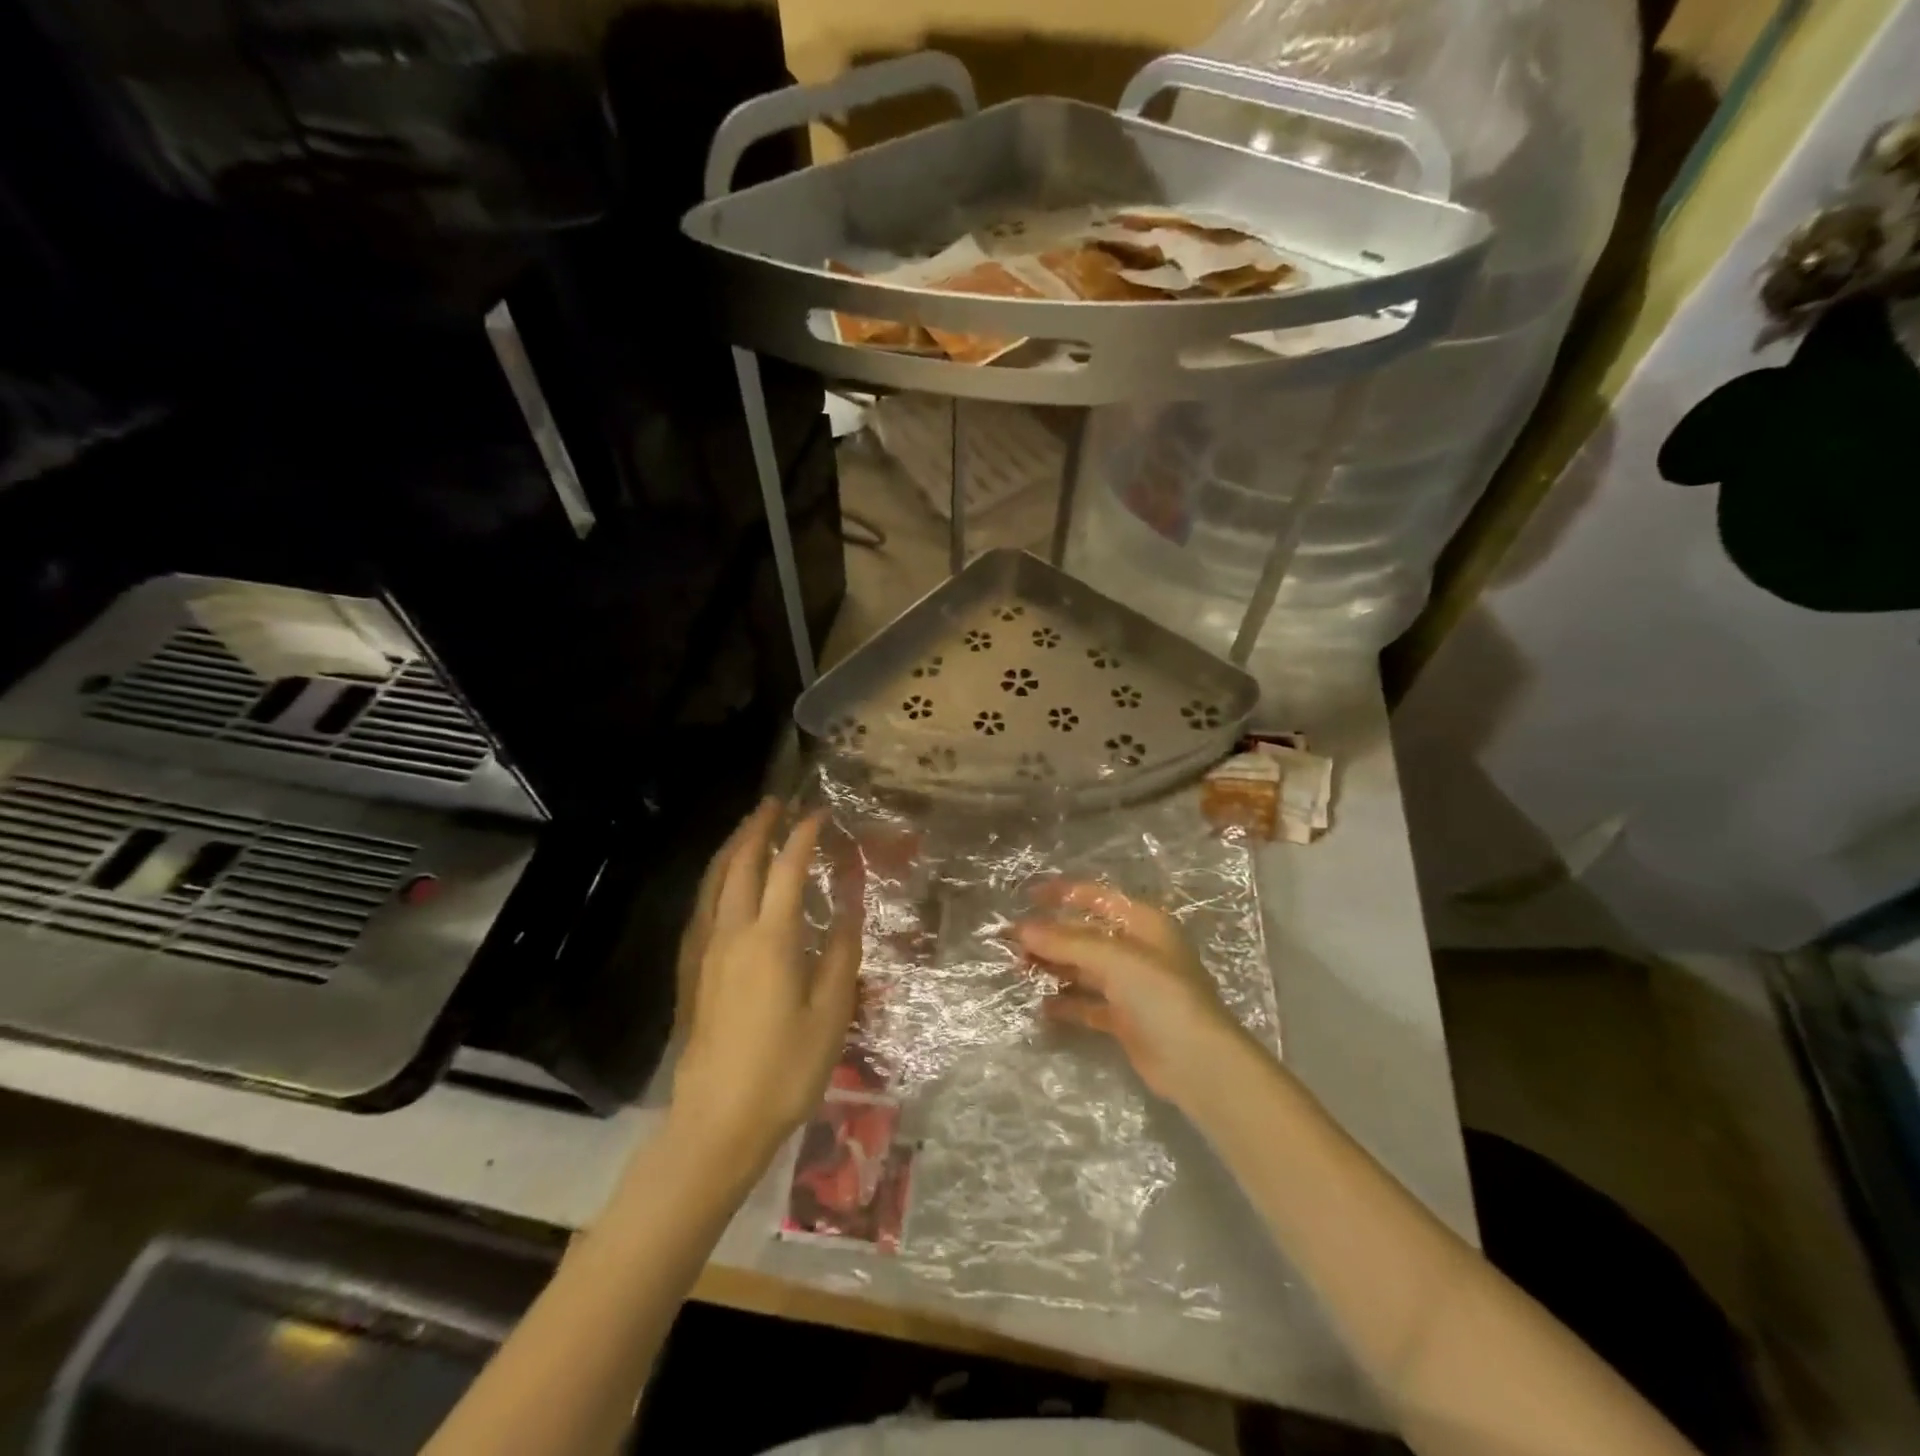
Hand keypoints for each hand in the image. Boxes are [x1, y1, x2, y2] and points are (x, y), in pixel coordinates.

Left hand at [671, 800, 862, 1168]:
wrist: (717, 1121)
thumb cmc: (785, 1069)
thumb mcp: (831, 1012)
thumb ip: (842, 952)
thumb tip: (851, 904)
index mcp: (771, 938)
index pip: (787, 869)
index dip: (803, 836)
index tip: (818, 813)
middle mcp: (732, 932)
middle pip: (741, 863)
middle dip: (759, 828)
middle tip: (777, 803)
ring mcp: (705, 950)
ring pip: (714, 881)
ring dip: (732, 847)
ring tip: (750, 828)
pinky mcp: (691, 971)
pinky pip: (701, 906)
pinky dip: (715, 878)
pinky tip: (722, 883)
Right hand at [1018, 883, 1247, 1106]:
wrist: (1199, 1063)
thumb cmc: (1161, 995)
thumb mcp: (1114, 959)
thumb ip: (1066, 942)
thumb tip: (1020, 928)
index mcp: (1143, 922)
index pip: (1097, 897)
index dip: (1062, 894)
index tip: (1025, 896)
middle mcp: (1137, 949)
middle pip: (1085, 934)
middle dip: (1050, 935)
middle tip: (1012, 942)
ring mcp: (1132, 986)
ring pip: (1084, 967)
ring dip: (1054, 966)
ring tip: (1020, 969)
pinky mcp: (1125, 1019)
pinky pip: (1088, 1003)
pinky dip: (1066, 1002)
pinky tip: (1042, 1005)